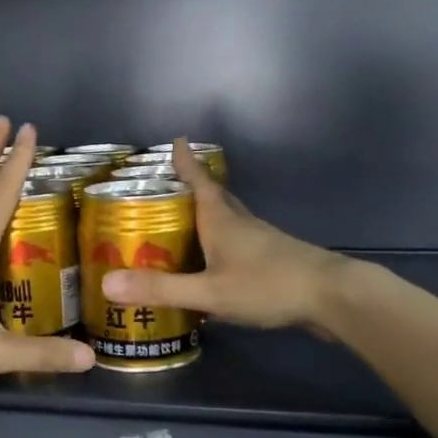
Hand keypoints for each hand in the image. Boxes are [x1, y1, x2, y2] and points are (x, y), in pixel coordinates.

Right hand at [101, 138, 351, 330]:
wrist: (331, 296)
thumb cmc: (268, 286)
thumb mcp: (209, 292)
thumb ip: (161, 289)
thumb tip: (107, 283)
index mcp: (222, 220)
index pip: (199, 181)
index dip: (185, 162)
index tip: (175, 140)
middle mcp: (240, 222)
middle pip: (213, 196)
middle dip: (191, 187)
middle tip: (167, 187)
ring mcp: (260, 239)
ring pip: (227, 219)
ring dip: (205, 215)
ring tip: (182, 224)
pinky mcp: (272, 258)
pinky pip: (237, 241)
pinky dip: (219, 241)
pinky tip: (212, 262)